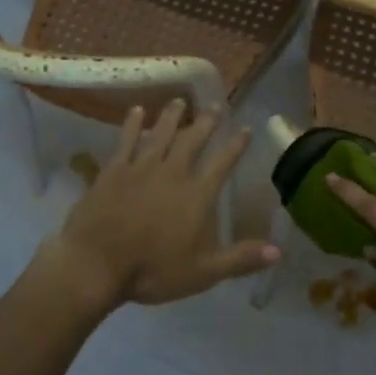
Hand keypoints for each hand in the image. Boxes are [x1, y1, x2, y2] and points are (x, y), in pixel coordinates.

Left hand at [42, 100, 277, 311]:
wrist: (96, 263)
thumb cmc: (152, 271)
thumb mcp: (203, 273)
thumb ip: (240, 258)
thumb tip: (279, 250)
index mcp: (196, 195)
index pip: (222, 164)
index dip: (236, 146)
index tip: (245, 128)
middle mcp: (173, 173)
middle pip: (193, 140)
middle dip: (206, 123)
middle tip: (215, 106)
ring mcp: (141, 167)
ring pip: (161, 133)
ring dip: (172, 116)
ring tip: (180, 101)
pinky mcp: (114, 169)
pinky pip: (126, 140)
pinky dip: (132, 124)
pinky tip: (137, 111)